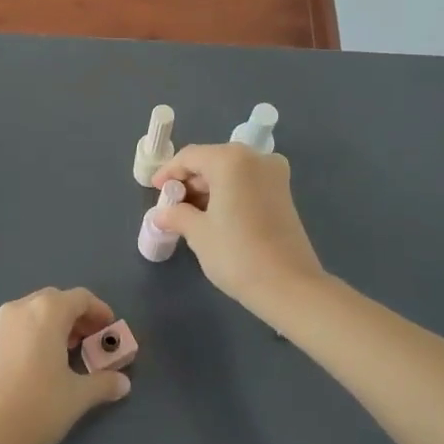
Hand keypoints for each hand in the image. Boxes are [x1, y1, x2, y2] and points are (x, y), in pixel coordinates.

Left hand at [0, 287, 131, 443]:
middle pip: (54, 301)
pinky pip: (14, 329)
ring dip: (51, 326)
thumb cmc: (37, 408)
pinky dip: (30, 337)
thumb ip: (103, 384)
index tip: (109, 330)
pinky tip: (34, 367)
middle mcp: (20, 308)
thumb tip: (123, 383)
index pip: (80, 298)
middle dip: (74, 317)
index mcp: (47, 312)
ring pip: (31, 313)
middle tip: (88, 341)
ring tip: (62, 355)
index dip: (99, 311)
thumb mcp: (77, 397)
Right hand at [152, 143, 326, 315]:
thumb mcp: (198, 233)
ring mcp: (274, 174)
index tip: (155, 189)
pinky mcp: (283, 193)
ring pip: (230, 172)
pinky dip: (228, 193)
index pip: (190, 157)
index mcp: (231, 160)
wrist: (289, 286)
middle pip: (212, 161)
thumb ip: (176, 215)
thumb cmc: (237, 254)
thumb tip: (161, 214)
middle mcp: (255, 158)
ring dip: (208, 188)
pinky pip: (247, 183)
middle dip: (189, 181)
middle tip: (171, 205)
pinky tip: (214, 216)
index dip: (168, 171)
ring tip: (189, 214)